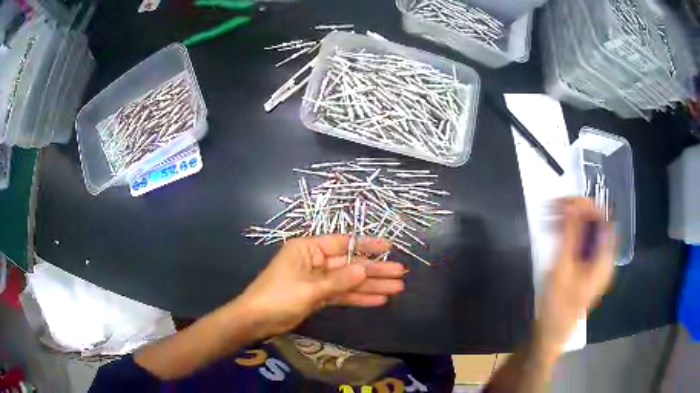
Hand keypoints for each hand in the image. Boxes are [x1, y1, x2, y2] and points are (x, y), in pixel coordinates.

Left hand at [232, 235, 405, 338]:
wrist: (256, 320)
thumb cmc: (278, 297)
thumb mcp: (310, 288)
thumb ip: (339, 280)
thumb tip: (365, 269)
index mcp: (308, 248)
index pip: (343, 243)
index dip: (367, 245)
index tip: (389, 247)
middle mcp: (314, 260)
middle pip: (350, 264)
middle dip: (375, 270)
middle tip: (400, 274)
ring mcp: (317, 279)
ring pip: (348, 281)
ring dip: (371, 286)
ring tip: (396, 288)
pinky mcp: (317, 296)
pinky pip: (341, 295)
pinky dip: (358, 298)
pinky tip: (378, 300)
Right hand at [536, 197, 614, 354]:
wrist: (552, 333)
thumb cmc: (557, 305)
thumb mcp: (563, 268)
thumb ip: (571, 235)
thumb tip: (574, 204)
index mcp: (604, 258)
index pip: (603, 218)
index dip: (587, 204)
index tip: (565, 201)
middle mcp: (604, 257)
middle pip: (596, 222)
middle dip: (575, 210)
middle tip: (552, 207)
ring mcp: (596, 262)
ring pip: (588, 230)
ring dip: (570, 220)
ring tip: (549, 216)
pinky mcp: (587, 266)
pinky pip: (582, 242)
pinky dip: (569, 232)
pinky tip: (554, 231)